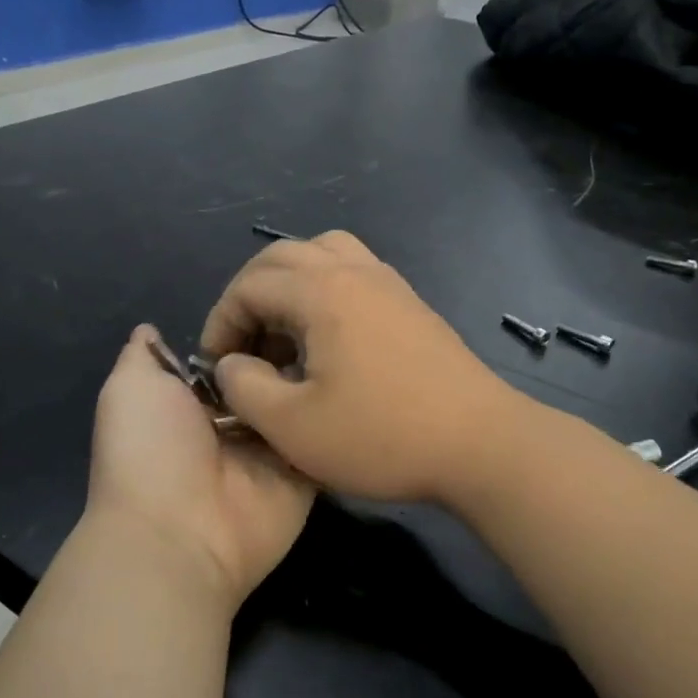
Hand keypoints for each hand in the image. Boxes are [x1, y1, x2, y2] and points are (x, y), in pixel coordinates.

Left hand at [85, 326, 315, 611]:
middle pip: (268, 376)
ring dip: (315, 375)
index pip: (228, 358)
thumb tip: (149, 330)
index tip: (274, 303)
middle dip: (286, 349)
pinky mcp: (304, 475)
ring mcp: (271, 451)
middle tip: (317, 321)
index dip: (246, 331)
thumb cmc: (150, 449)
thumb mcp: (131, 388)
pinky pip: (325, 436)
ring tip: (342, 342)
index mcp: (191, 404)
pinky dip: (338, 414)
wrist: (180, 533)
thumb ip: (144, 357)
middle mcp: (233, 426)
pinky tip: (356, 381)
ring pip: (299, 402)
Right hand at [199, 232, 519, 505]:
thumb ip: (244, 387)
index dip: (221, 322)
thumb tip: (231, 363)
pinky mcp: (410, 302)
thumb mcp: (292, 426)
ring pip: (322, 253)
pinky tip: (328, 338)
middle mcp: (353, 270)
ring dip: (290, 283)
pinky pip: (352, 270)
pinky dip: (324, 288)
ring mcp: (388, 282)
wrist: (480, 444)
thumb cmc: (381, 436)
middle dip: (249, 295)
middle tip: (243, 344)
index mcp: (321, 291)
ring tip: (284, 331)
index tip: (216, 366)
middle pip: (282, 256)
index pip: (249, 286)